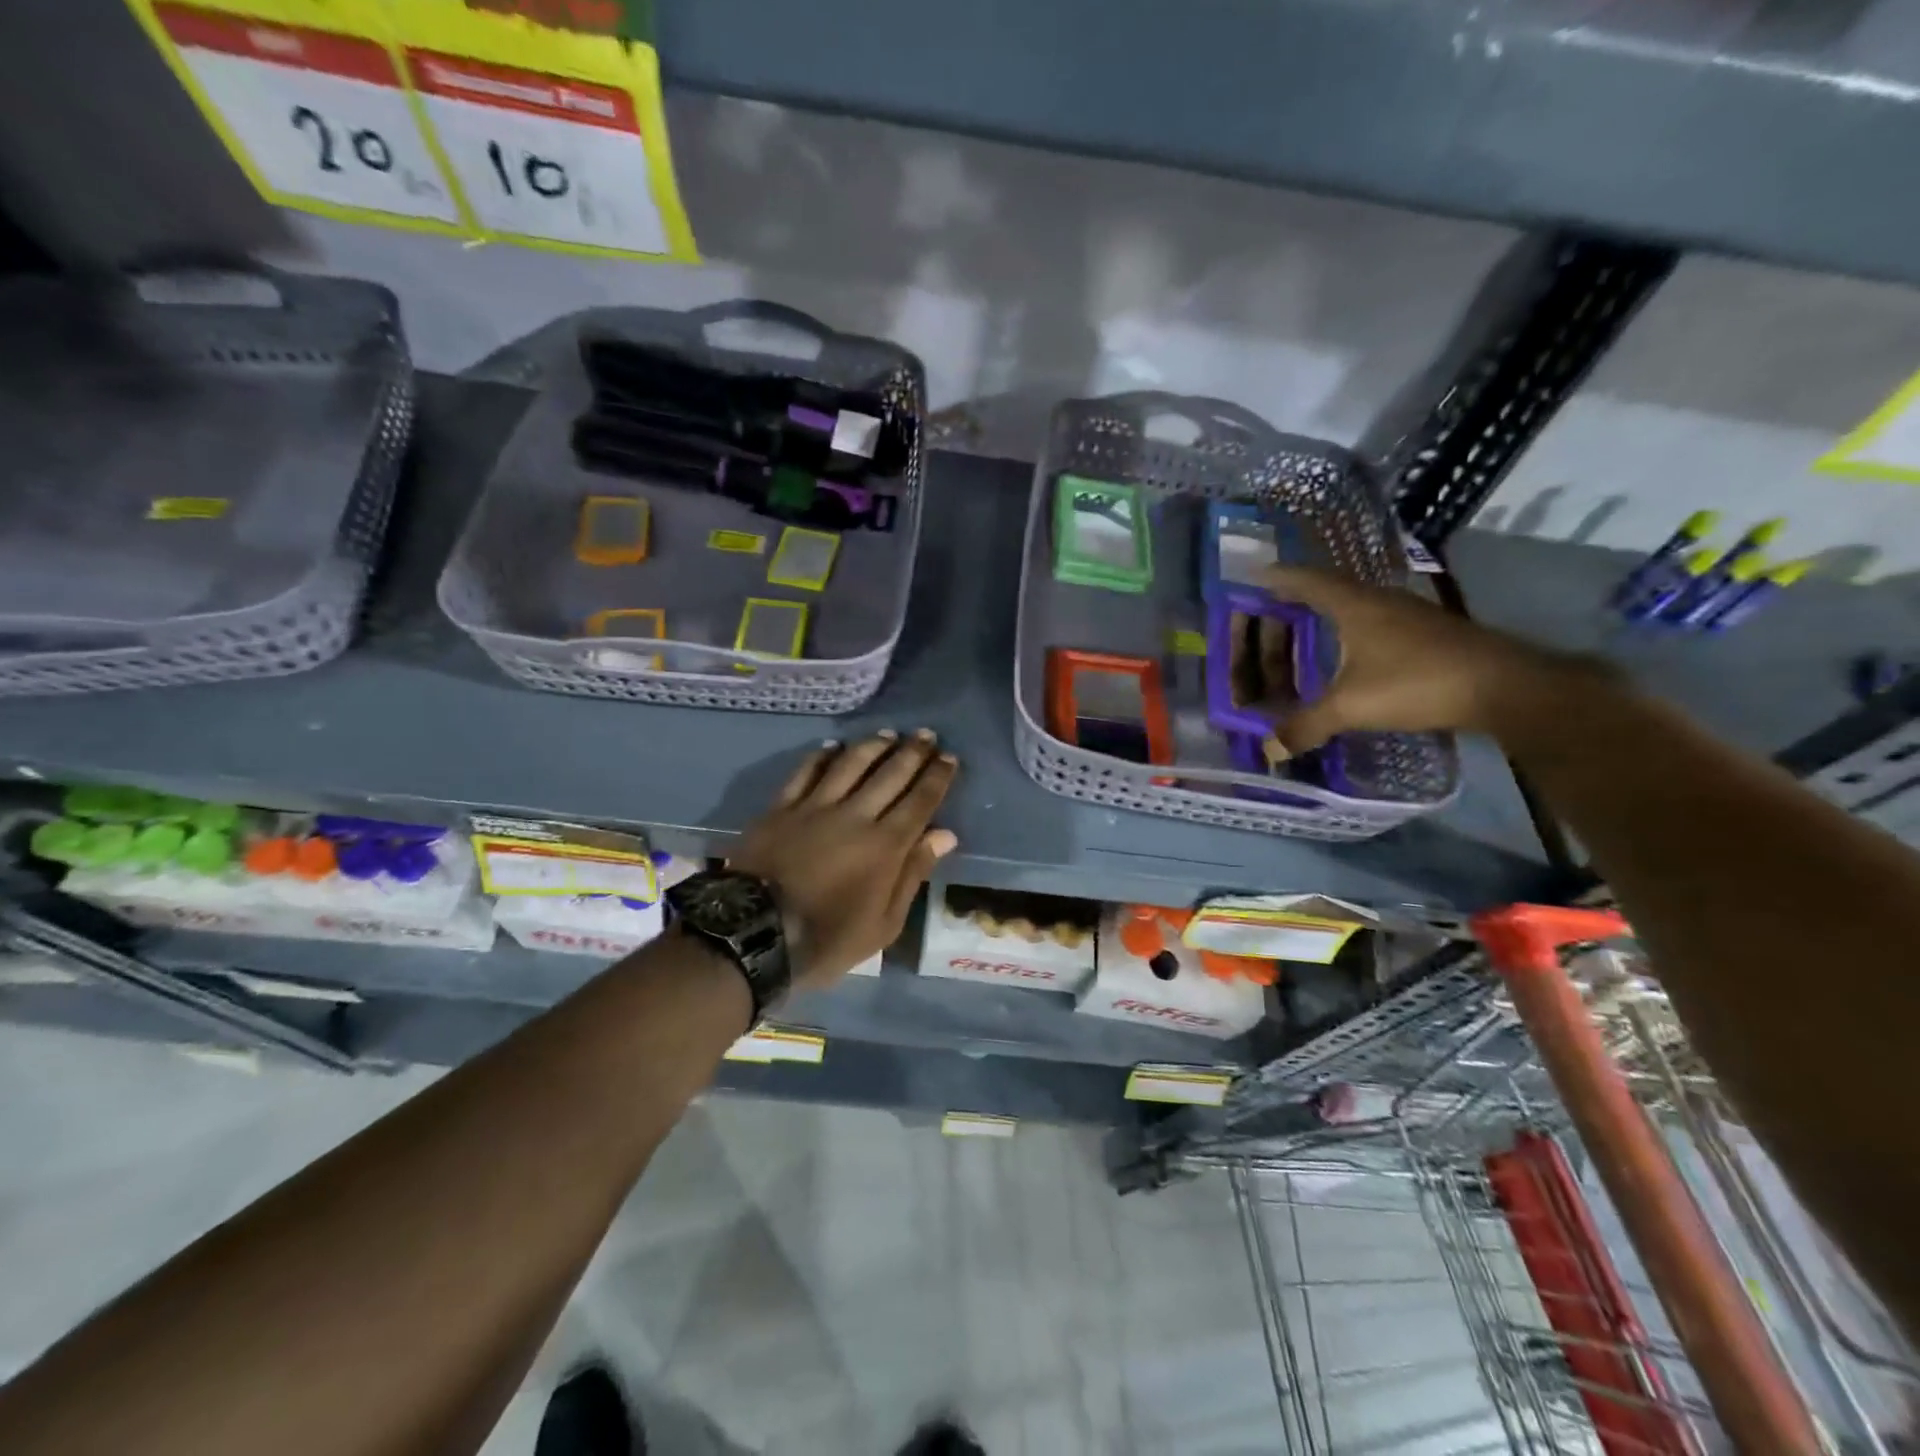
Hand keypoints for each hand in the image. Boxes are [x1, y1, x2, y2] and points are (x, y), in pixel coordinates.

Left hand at [730, 729, 958, 990]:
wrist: (753, 934)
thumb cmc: (826, 939)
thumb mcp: (883, 924)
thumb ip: (913, 874)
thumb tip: (944, 835)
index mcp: (885, 845)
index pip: (920, 801)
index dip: (937, 777)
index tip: (950, 758)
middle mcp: (855, 815)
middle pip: (890, 775)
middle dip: (913, 753)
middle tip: (926, 735)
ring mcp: (815, 807)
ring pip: (851, 764)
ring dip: (872, 746)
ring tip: (888, 734)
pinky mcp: (781, 807)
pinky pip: (805, 772)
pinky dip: (822, 756)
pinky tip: (833, 747)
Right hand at [1255, 566, 1586, 751]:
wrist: (1505, 686)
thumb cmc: (1418, 681)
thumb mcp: (1352, 707)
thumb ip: (1306, 725)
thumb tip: (1269, 750)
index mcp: (1354, 605)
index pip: (1305, 580)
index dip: (1277, 578)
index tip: (1253, 577)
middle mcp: (1379, 600)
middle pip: (1327, 590)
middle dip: (1295, 599)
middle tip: (1269, 612)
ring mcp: (1407, 615)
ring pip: (1354, 607)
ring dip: (1325, 617)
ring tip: (1301, 632)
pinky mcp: (1427, 633)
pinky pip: (1373, 623)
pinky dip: (1349, 634)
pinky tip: (1347, 655)